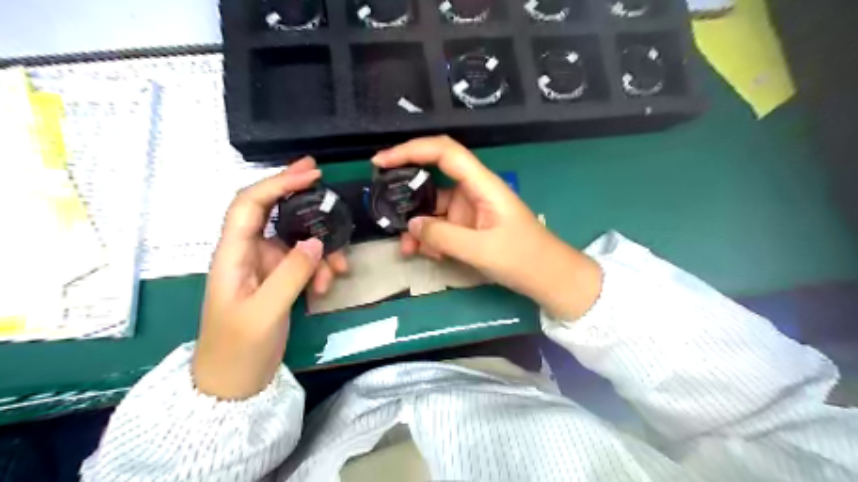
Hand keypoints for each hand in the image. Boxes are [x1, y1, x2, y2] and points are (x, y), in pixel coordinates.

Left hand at [193, 159, 347, 398]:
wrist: (234, 384)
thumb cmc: (238, 348)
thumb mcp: (265, 312)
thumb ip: (291, 274)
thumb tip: (316, 241)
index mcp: (232, 254)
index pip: (250, 204)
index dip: (277, 184)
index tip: (310, 174)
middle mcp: (247, 253)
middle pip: (271, 212)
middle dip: (296, 195)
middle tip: (323, 181)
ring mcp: (264, 267)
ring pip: (296, 240)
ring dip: (320, 249)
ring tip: (337, 270)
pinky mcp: (278, 280)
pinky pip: (303, 263)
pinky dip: (319, 268)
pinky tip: (327, 286)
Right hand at [372, 135, 598, 320]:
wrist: (548, 277)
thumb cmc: (523, 258)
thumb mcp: (481, 250)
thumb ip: (442, 237)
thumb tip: (411, 226)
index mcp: (482, 185)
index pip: (444, 152)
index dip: (411, 149)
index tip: (382, 160)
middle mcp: (473, 191)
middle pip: (432, 179)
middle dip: (407, 194)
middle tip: (384, 208)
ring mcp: (470, 210)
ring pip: (433, 209)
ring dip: (417, 226)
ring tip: (406, 248)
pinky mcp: (468, 227)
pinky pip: (441, 227)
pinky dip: (430, 239)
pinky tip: (426, 255)